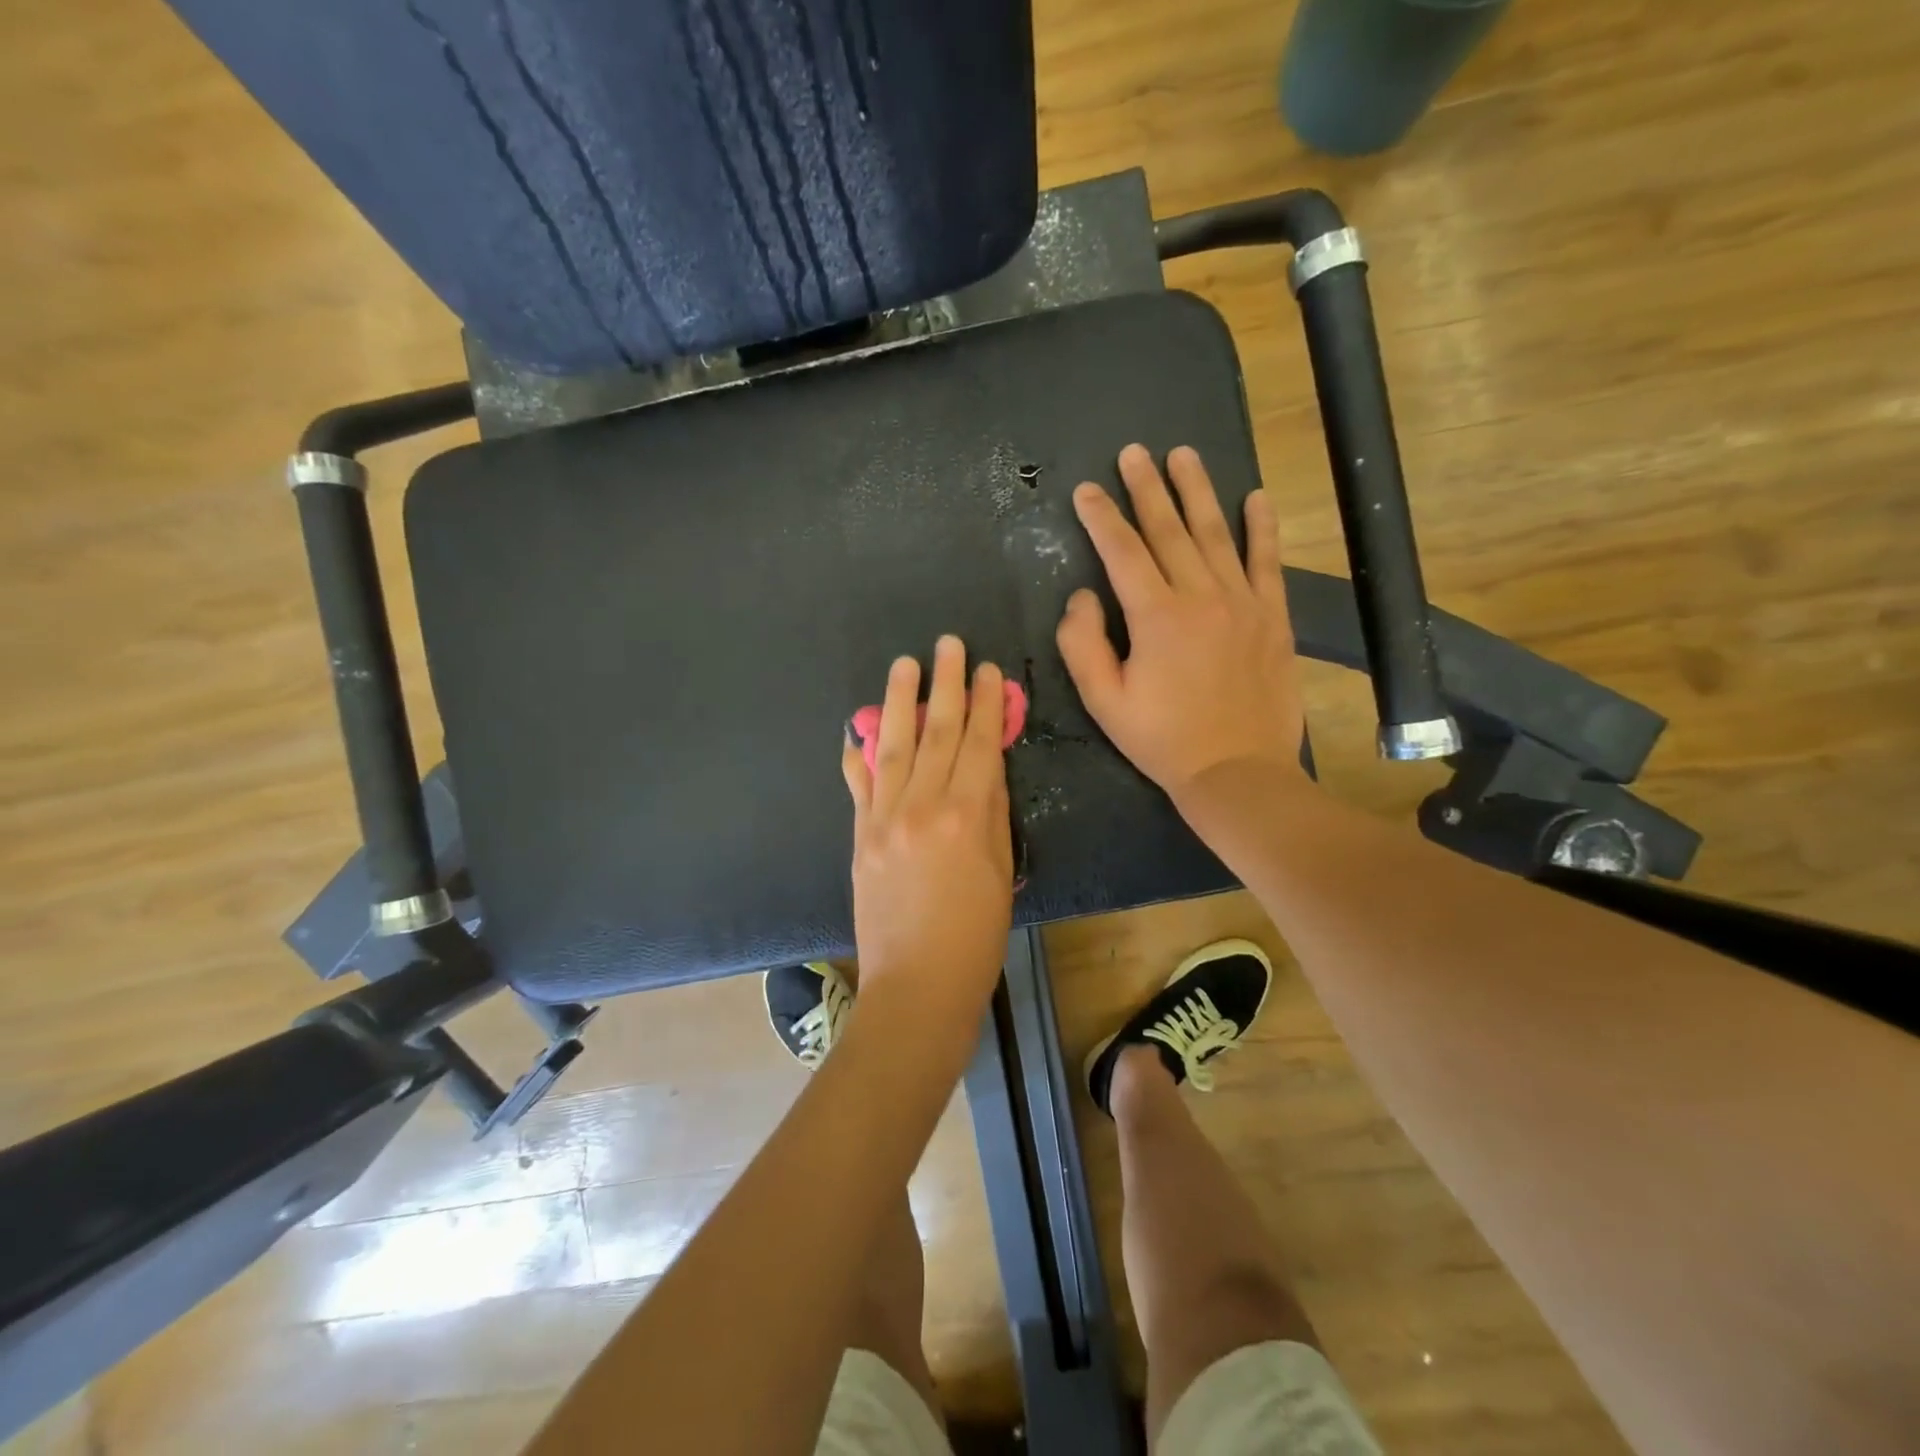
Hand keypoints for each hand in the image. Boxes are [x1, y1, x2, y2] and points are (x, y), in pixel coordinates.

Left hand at [842, 636, 1014, 1029]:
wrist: (916, 985)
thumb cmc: (976, 936)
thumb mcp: (1001, 871)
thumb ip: (993, 812)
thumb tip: (986, 767)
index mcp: (967, 815)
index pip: (979, 743)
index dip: (986, 703)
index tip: (989, 669)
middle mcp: (922, 805)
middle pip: (936, 732)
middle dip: (945, 684)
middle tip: (948, 644)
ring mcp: (883, 819)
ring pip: (895, 747)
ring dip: (900, 701)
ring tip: (904, 664)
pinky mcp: (859, 837)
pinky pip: (858, 785)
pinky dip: (859, 753)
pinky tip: (859, 727)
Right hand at [1056, 444, 1311, 808]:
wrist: (1237, 771)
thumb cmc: (1162, 740)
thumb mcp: (1104, 701)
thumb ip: (1083, 644)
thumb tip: (1083, 596)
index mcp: (1156, 616)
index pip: (1122, 551)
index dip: (1101, 517)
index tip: (1087, 490)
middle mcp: (1201, 596)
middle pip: (1169, 530)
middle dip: (1146, 488)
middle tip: (1133, 453)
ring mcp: (1243, 602)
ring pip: (1217, 533)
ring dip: (1197, 492)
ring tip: (1183, 455)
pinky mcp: (1273, 617)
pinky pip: (1267, 561)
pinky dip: (1262, 528)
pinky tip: (1257, 498)